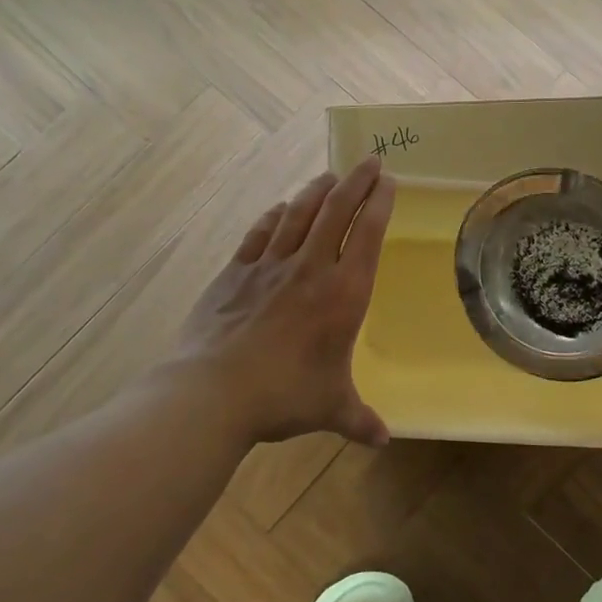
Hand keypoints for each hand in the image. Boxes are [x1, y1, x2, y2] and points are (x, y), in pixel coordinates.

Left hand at [175, 158, 395, 447]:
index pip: (368, 234)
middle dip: (356, 181)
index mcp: (343, 294)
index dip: (380, 203)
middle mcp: (310, 268)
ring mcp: (269, 266)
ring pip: (299, 214)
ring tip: (330, 175)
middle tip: (368, 160)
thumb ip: (359, 419)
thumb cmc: (284, 395)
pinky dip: (274, 216)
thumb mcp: (330, 408)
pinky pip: (260, 234)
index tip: (388, 181)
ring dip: (317, 190)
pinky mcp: (235, 273)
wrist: (213, 391)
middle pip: (336, 210)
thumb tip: (382, 441)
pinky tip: (280, 208)